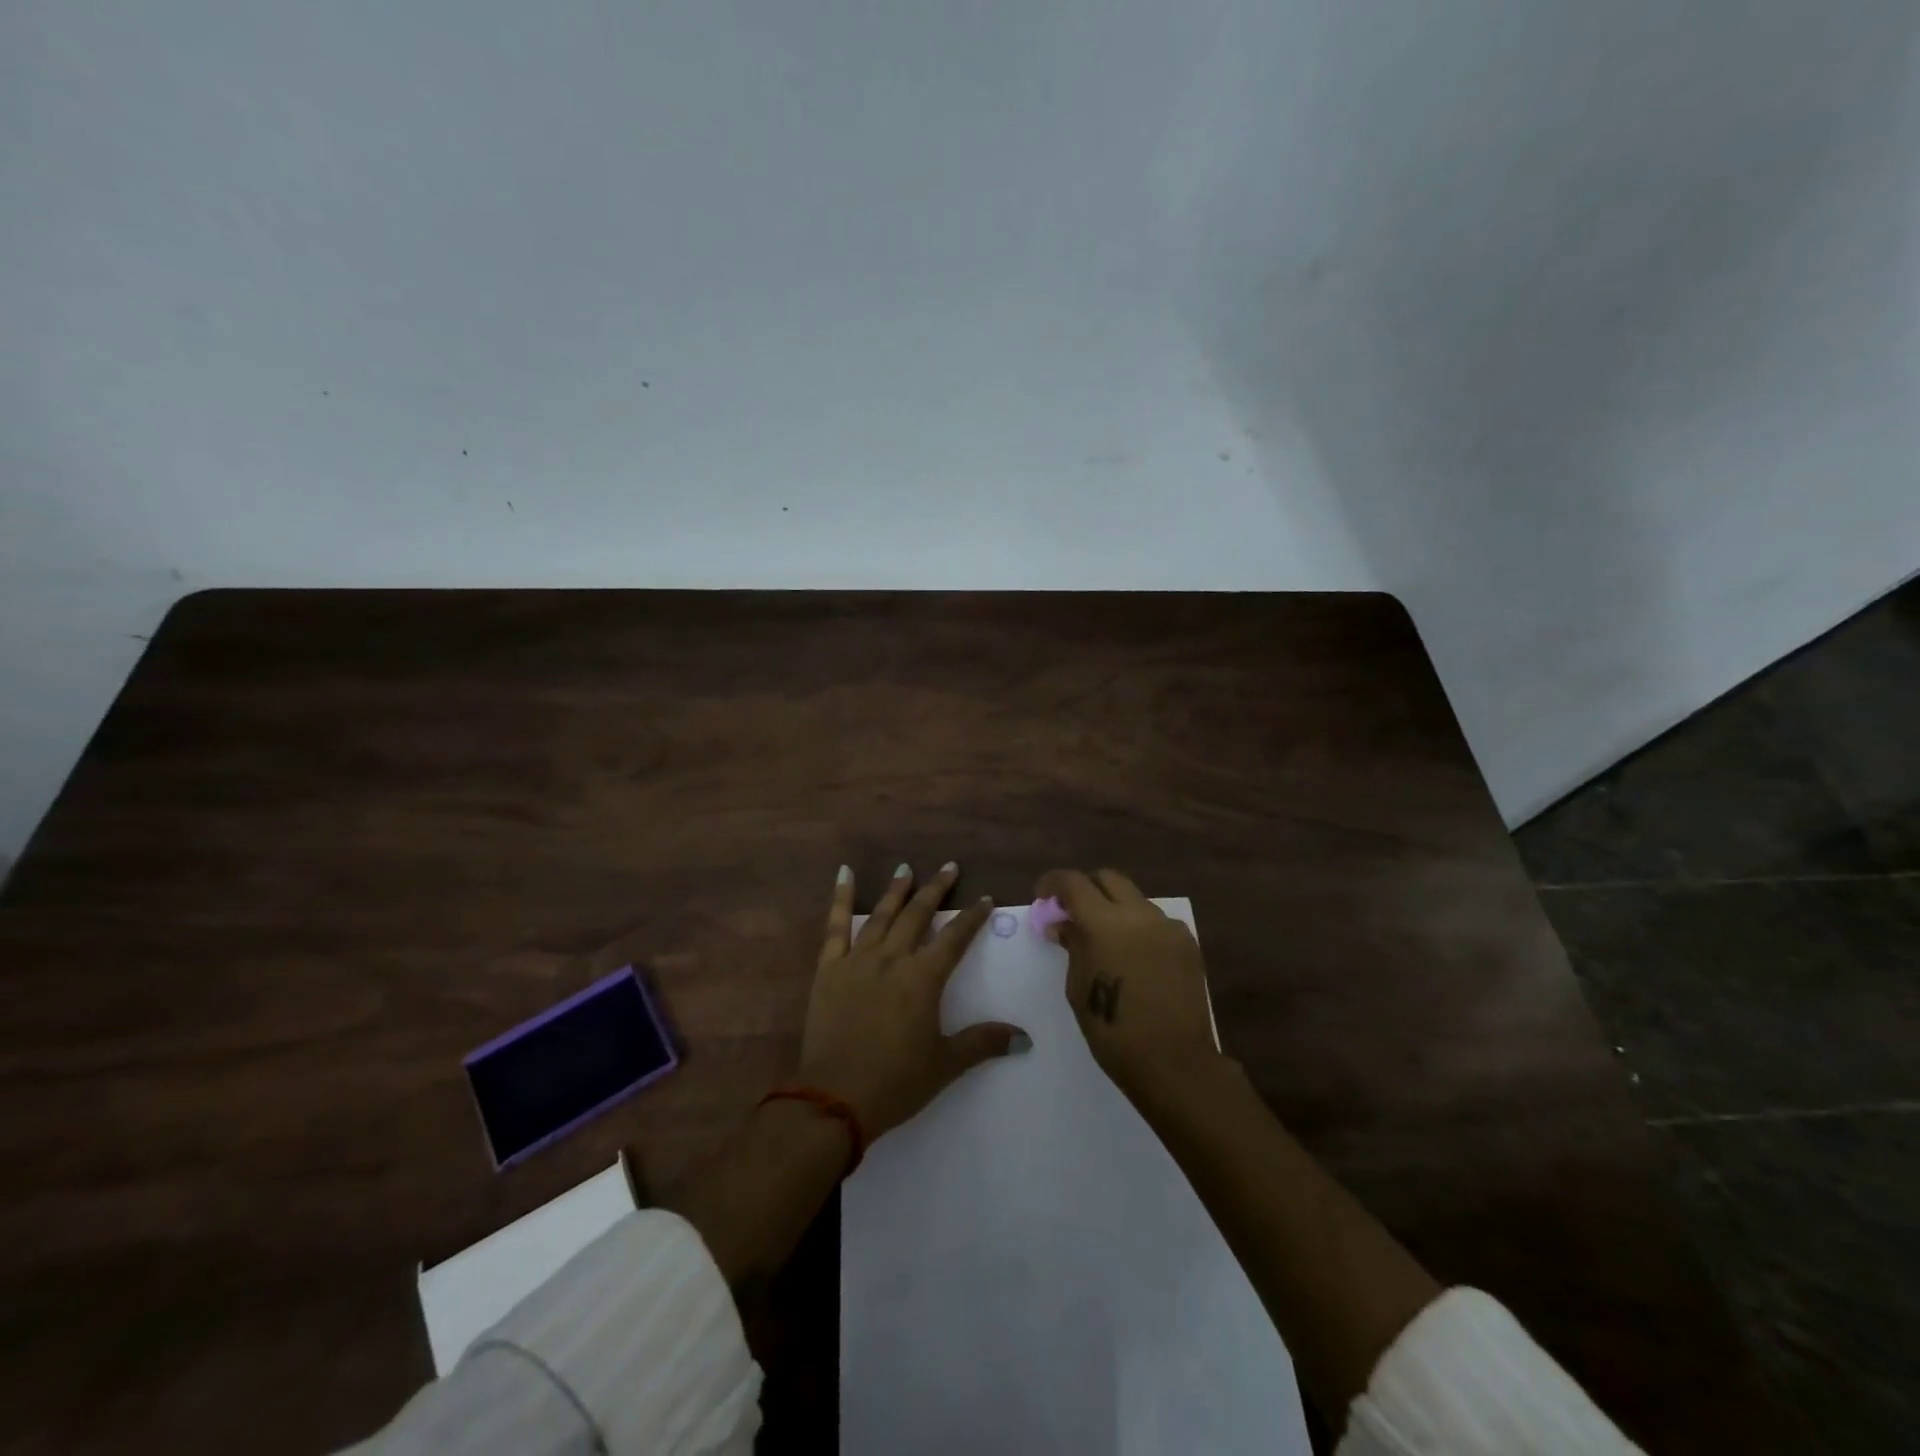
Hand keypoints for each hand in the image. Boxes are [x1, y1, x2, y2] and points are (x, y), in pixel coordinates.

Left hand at [798, 862, 1026, 1140]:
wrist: (835, 1098)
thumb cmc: (896, 1082)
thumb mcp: (945, 1064)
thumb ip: (983, 1043)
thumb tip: (1025, 1037)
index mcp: (923, 979)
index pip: (954, 938)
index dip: (972, 917)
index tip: (984, 899)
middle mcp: (892, 959)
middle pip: (918, 915)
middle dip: (936, 889)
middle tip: (949, 867)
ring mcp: (858, 960)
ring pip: (882, 915)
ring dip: (897, 890)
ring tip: (907, 868)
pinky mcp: (829, 969)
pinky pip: (835, 926)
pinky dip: (841, 898)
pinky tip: (845, 874)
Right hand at [1036, 868, 1220, 1096]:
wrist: (1174, 1061)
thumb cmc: (1113, 1030)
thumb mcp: (1078, 988)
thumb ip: (1072, 946)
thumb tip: (1063, 924)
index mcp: (1105, 923)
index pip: (1074, 882)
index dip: (1053, 883)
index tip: (1042, 895)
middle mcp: (1139, 914)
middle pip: (1109, 878)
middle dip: (1086, 888)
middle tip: (1073, 911)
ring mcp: (1167, 926)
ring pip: (1135, 899)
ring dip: (1115, 908)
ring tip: (1106, 939)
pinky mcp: (1188, 943)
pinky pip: (1157, 922)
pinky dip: (1139, 927)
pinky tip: (1135, 957)